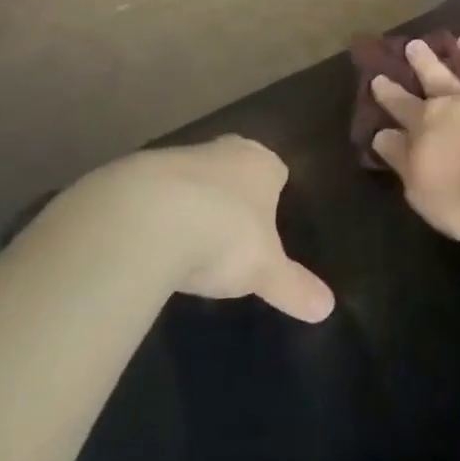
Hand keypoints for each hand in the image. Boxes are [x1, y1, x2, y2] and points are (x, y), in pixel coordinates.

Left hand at [50, 137, 334, 321]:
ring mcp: (174, 158)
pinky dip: (155, 212)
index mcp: (261, 164)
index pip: (275, 169)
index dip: (273, 192)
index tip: (268, 216)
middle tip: (231, 225)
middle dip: (233, 190)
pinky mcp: (132, 174)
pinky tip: (151, 242)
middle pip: (232, 166)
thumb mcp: (264, 270)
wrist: (144, 219)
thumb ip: (293, 287)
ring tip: (189, 240)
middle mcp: (221, 151)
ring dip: (191, 200)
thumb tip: (327, 309)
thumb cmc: (223, 236)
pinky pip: (152, 193)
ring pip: (191, 176)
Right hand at [370, 34, 459, 241]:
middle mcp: (459, 103)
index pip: (401, 106)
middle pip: (437, 78)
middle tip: (415, 44)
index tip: (378, 78)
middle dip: (424, 61)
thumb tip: (382, 135)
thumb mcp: (420, 189)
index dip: (388, 93)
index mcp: (427, 125)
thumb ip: (401, 159)